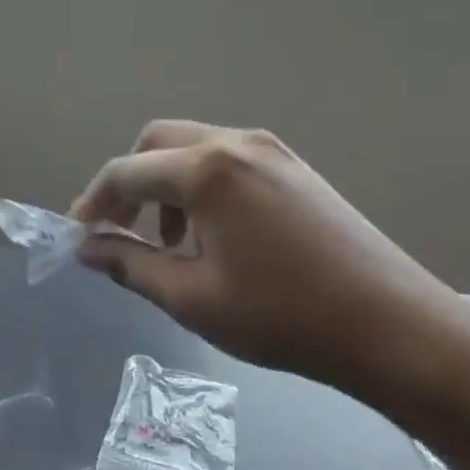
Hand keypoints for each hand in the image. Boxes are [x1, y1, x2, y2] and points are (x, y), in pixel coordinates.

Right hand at [71, 121, 469, 408]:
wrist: (391, 326)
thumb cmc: (281, 316)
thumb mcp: (191, 297)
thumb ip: (129, 264)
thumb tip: (87, 248)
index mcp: (206, 170)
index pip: (125, 173)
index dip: (93, 204)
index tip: (78, 238)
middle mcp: (237, 144)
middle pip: (156, 144)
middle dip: (127, 184)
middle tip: (118, 233)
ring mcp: (272, 152)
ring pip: (193, 149)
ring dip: (164, 185)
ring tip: (168, 243)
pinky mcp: (295, 169)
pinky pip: (228, 161)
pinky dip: (200, 187)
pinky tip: (212, 235)